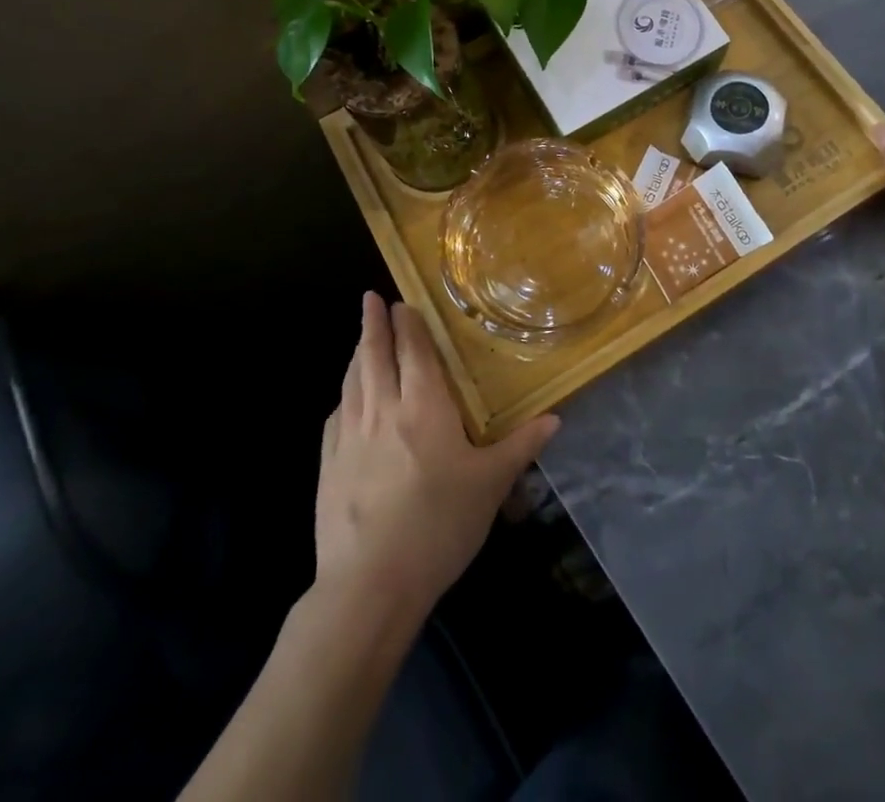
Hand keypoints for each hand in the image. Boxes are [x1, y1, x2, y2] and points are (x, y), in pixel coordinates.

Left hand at [314, 294, 559, 624]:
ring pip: (351, 382)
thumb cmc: (439, 525)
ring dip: (357, 354)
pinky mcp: (328, 467)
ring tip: (361, 340)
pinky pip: (335, 417)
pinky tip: (344, 401)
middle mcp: (382, 410)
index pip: (414, 351)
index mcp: (424, 406)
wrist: (370, 585)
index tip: (401, 300)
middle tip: (370, 299)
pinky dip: (342, 397)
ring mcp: (349, 438)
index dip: (407, 323)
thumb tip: (555, 418)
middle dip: (374, 324)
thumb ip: (521, 446)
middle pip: (375, 356)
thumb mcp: (491, 485)